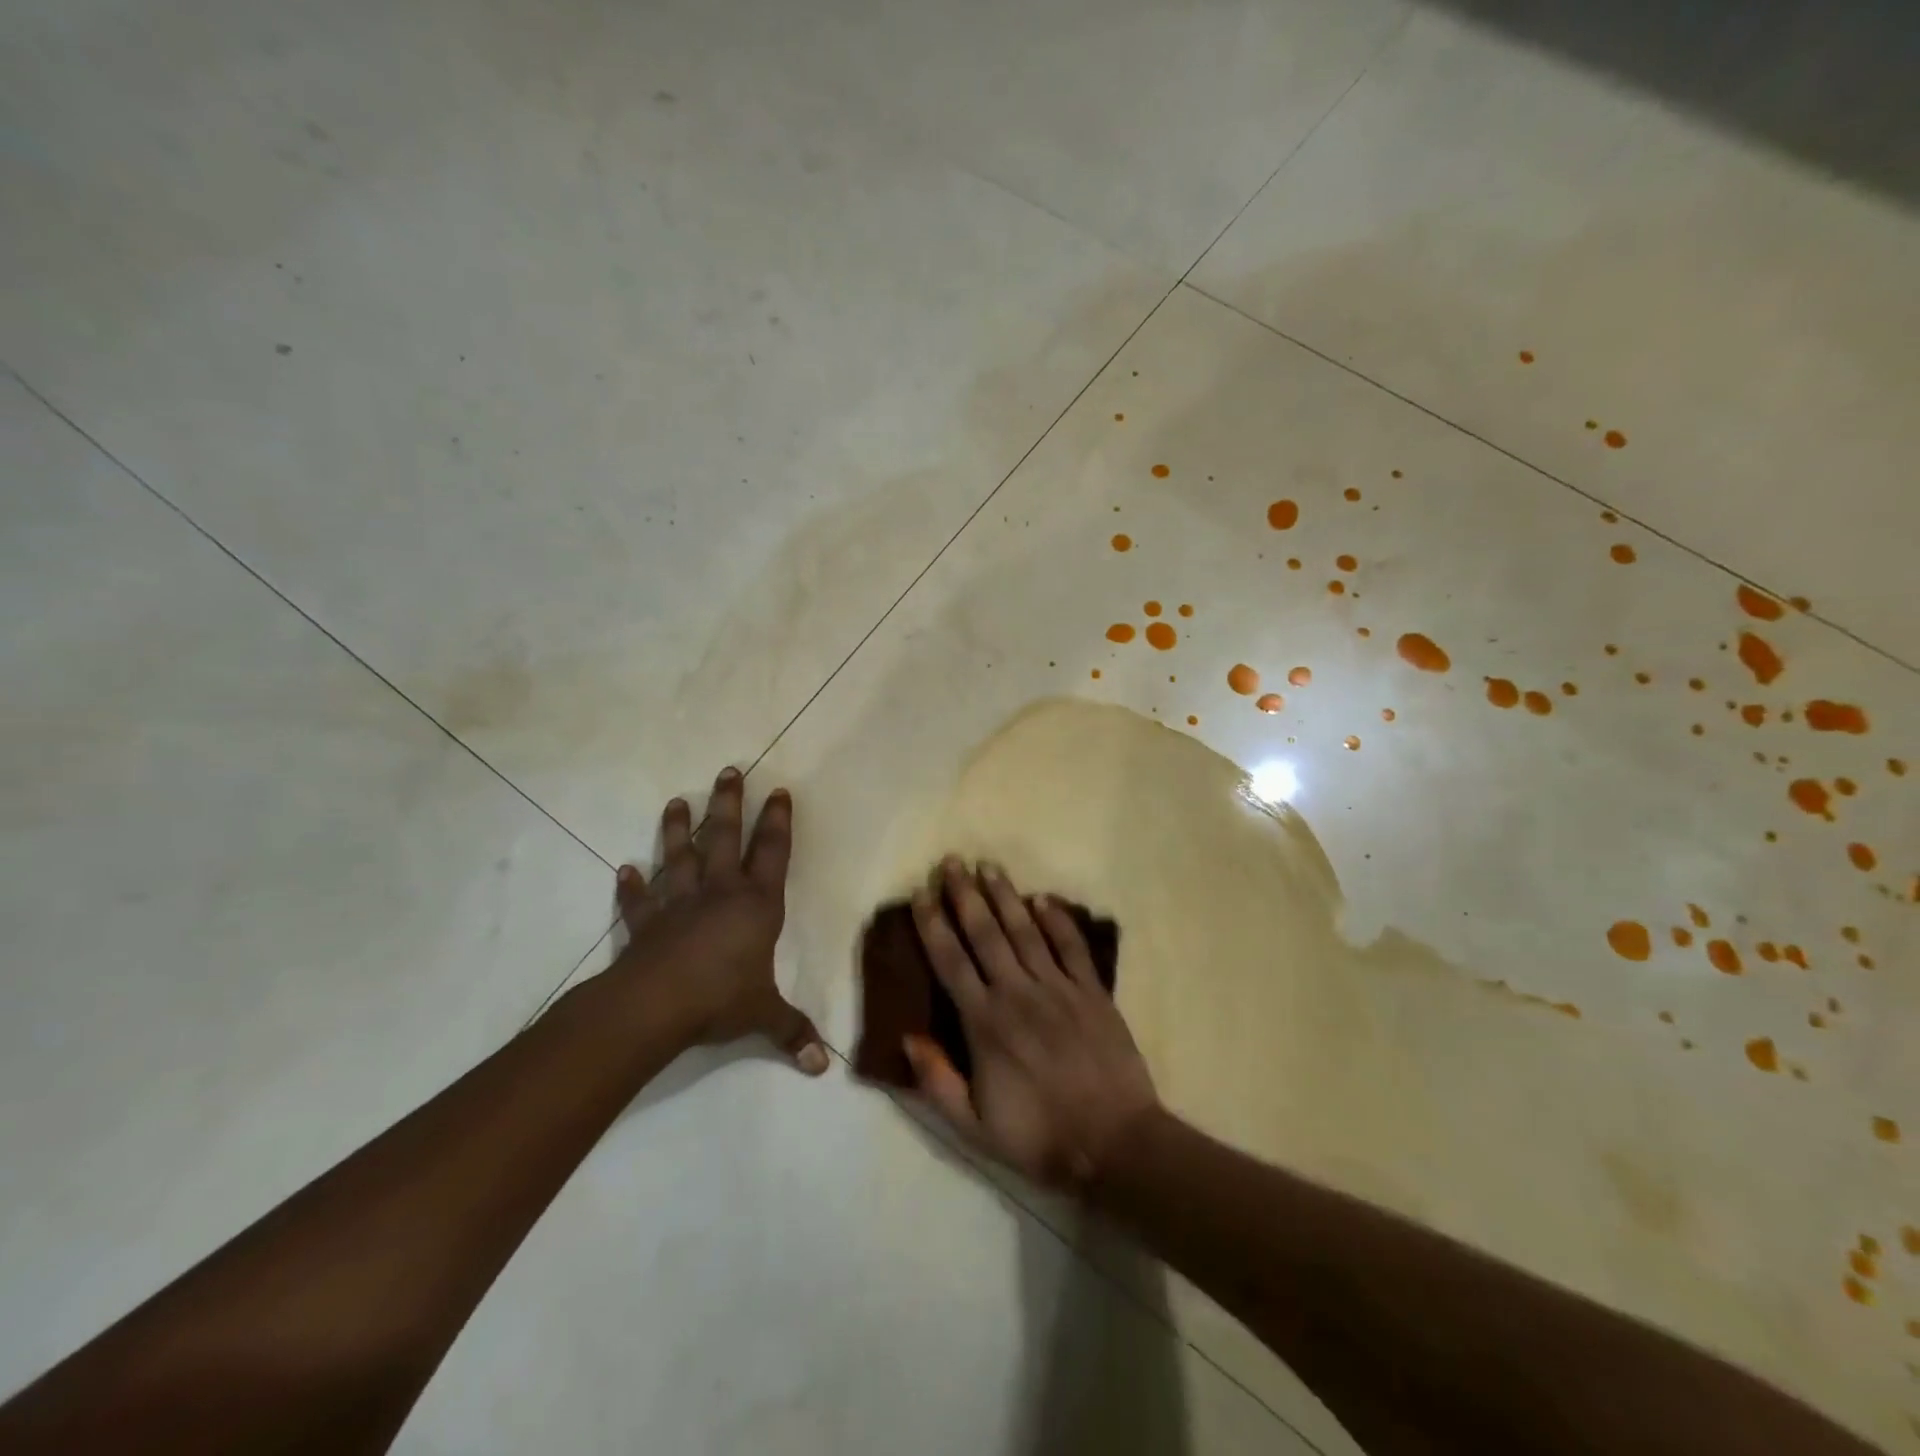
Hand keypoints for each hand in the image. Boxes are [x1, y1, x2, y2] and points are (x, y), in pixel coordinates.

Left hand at [607, 767, 827, 1074]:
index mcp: (756, 905)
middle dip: (729, 804)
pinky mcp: (646, 924)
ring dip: (677, 830)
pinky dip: (631, 887)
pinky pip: (638, 901)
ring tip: (676, 801)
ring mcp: (679, 904)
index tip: (779, 792)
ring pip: (679, 857)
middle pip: (725, 838)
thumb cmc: (721, 999)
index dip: (778, 823)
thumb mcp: (764, 1015)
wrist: (656, 1006)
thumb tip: (824, 1067)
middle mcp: (719, 893)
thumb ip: (792, 1032)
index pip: (773, 854)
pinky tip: (623, 870)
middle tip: (729, 770)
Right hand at [906, 857, 1158, 1186]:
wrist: (1115, 1144)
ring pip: (1024, 930)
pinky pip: (1071, 946)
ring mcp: (1058, 988)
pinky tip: (1043, 898)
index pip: (950, 961)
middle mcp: (1018, 993)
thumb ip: (936, 1081)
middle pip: (985, 933)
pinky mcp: (1092, 991)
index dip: (933, 925)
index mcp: (985, 1023)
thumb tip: (906, 1037)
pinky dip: (1057, 920)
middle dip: (965, 895)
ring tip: (988, 866)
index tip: (921, 895)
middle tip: (952, 863)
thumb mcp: (974, 1128)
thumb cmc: (1040, 1137)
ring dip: (1005, 896)